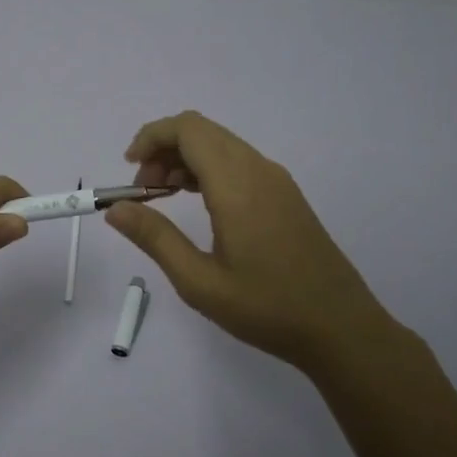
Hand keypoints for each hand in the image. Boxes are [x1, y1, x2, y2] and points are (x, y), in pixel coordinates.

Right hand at [106, 111, 405, 372]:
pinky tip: (199, 205)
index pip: (188, 129)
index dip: (151, 136)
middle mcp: (259, 170)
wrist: (341, 327)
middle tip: (143, 192)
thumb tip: (115, 209)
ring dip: (185, 160)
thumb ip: (155, 239)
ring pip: (221, 146)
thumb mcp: (200, 281)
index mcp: (237, 185)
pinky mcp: (286, 195)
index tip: (129, 170)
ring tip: (164, 199)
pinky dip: (209, 171)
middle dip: (163, 149)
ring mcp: (277, 181)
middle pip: (202, 132)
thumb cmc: (267, 308)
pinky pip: (239, 163)